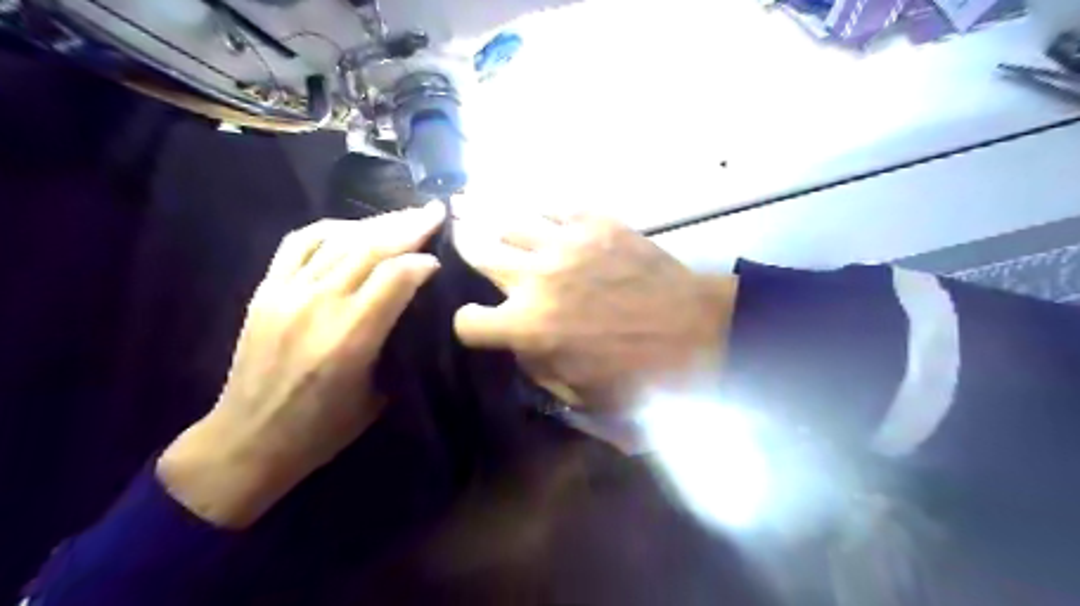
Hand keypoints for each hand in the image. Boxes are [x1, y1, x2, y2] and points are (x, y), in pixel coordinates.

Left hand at [158, 206, 444, 526]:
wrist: (248, 439)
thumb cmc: (323, 428)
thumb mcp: (379, 394)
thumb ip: (398, 343)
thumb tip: (416, 306)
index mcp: (351, 338)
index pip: (396, 277)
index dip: (423, 262)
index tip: (441, 261)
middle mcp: (319, 306)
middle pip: (370, 248)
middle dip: (409, 226)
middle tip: (435, 212)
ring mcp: (287, 293)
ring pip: (338, 239)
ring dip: (377, 223)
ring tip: (403, 216)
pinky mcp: (266, 290)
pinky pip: (300, 243)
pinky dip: (332, 228)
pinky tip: (353, 227)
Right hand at [451, 211, 737, 408]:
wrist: (697, 332)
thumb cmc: (640, 374)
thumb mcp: (577, 392)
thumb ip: (536, 365)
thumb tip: (519, 343)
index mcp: (527, 326)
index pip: (468, 321)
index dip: (468, 324)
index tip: (479, 322)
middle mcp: (535, 277)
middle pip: (478, 250)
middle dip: (462, 244)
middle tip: (454, 230)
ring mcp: (565, 243)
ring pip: (509, 219)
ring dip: (489, 216)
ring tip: (471, 204)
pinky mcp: (596, 223)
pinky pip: (555, 206)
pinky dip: (540, 210)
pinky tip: (535, 210)